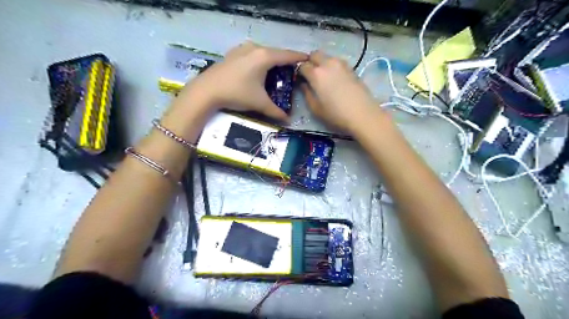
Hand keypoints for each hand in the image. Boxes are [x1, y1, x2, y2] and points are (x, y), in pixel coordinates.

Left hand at [175, 41, 306, 121]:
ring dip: (272, 61)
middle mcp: (255, 48)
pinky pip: (252, 54)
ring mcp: (242, 49)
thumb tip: (288, 121)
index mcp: (265, 57)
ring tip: (277, 71)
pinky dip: (260, 61)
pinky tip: (258, 71)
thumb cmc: (237, 93)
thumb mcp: (259, 103)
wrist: (206, 91)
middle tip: (293, 71)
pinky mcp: (233, 54)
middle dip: (285, 61)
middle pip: (276, 53)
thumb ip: (276, 112)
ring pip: (263, 53)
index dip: (299, 58)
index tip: (308, 60)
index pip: (288, 55)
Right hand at [298, 50, 381, 133]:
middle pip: (314, 54)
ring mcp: (341, 64)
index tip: (300, 79)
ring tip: (323, 78)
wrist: (363, 114)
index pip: (302, 65)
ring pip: (326, 56)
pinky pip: (336, 62)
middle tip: (310, 75)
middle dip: (310, 62)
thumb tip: (304, 84)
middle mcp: (328, 63)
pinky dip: (331, 66)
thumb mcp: (315, 108)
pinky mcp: (351, 67)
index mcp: (316, 73)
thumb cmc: (336, 114)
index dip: (299, 72)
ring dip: (321, 63)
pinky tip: (334, 79)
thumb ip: (306, 93)